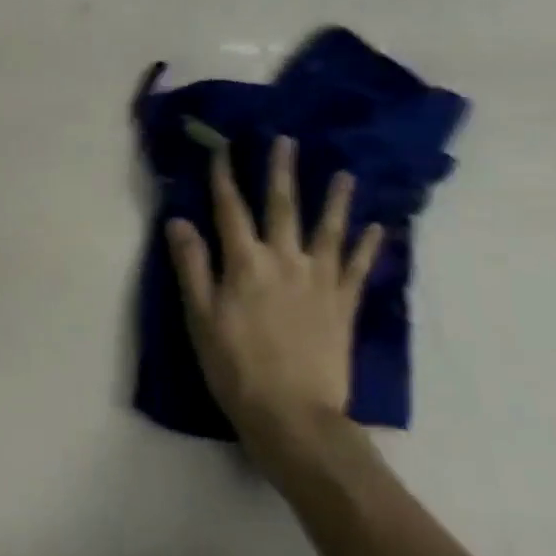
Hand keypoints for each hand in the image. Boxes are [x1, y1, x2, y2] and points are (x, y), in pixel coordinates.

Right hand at [165, 136, 382, 468]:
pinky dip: (368, 246)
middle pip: (282, 207)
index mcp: (245, 264)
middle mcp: (285, 261)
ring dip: (335, 199)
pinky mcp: (343, 305)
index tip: (221, 148)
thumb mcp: (200, 317)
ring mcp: (319, 282)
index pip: (230, 209)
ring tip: (343, 173)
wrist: (293, 415)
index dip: (224, 177)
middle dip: (281, 171)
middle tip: (285, 140)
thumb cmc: (235, 367)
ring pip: (328, 230)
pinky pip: (357, 268)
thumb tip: (178, 221)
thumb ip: (192, 266)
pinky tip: (377, 228)